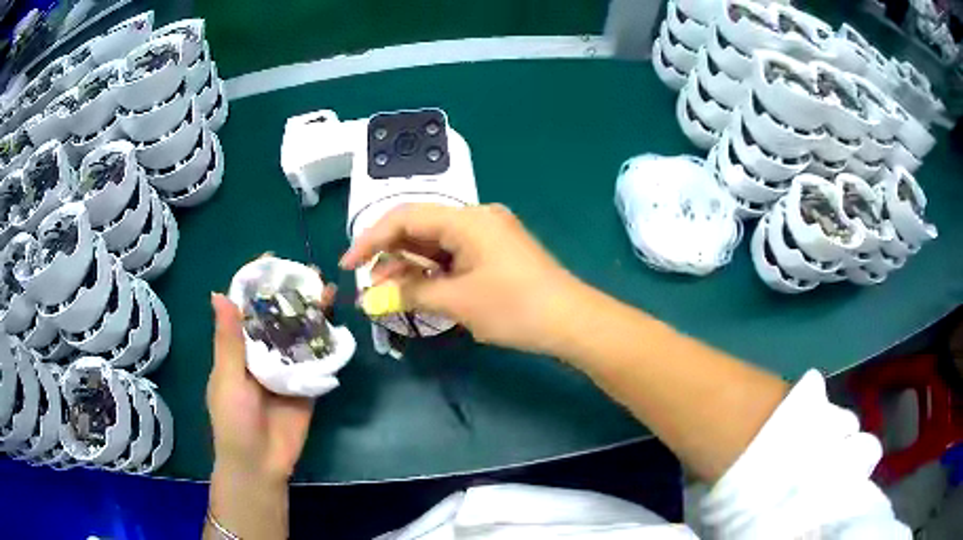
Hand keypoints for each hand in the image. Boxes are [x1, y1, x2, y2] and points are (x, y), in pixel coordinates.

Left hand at [206, 289, 331, 481]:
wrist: (260, 464)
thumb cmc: (233, 421)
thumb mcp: (227, 379)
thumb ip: (228, 341)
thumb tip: (219, 294)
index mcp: (238, 347)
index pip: (246, 307)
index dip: (256, 283)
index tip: (271, 260)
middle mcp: (262, 352)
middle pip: (277, 315)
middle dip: (290, 293)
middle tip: (309, 271)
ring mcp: (286, 367)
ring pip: (299, 333)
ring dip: (312, 312)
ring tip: (328, 290)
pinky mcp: (307, 384)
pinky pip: (317, 359)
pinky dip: (326, 342)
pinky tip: (338, 324)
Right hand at [341, 203, 585, 354]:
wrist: (571, 322)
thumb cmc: (515, 307)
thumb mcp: (457, 301)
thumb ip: (410, 295)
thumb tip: (370, 300)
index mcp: (466, 219)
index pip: (405, 217)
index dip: (371, 239)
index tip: (349, 265)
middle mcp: (476, 218)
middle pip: (419, 229)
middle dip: (390, 257)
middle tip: (370, 287)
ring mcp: (488, 235)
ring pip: (435, 245)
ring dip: (410, 268)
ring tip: (389, 295)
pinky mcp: (495, 254)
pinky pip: (453, 256)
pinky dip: (433, 273)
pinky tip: (418, 291)